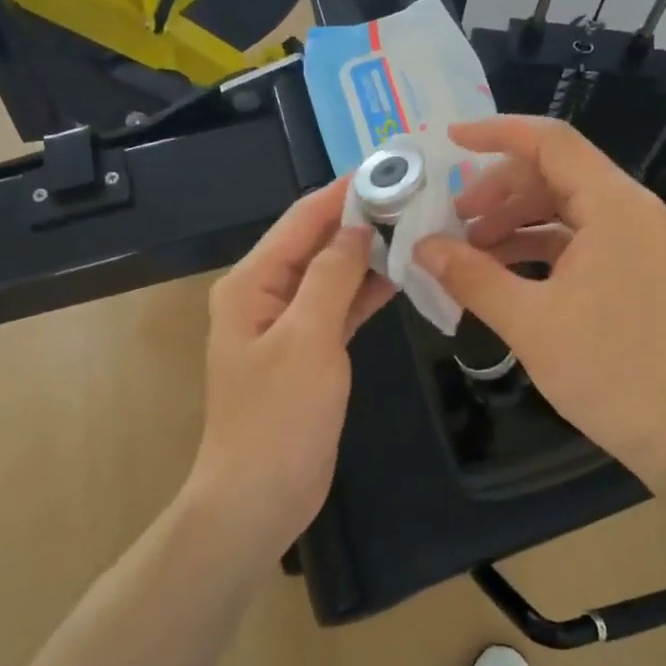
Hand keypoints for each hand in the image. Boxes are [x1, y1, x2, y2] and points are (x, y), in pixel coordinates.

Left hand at [186, 177, 396, 545]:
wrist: (259, 497)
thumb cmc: (279, 417)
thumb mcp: (308, 338)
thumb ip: (331, 276)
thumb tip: (356, 225)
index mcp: (251, 283)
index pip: (300, 221)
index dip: (342, 193)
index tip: (388, 168)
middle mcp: (264, 295)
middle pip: (314, 244)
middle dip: (359, 220)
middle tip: (414, 197)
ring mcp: (285, 326)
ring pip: (329, 276)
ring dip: (365, 255)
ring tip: (415, 228)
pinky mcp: (307, 353)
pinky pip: (337, 309)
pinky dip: (363, 293)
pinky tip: (398, 277)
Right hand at [415, 115, 665, 489]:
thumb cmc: (606, 371)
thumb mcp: (527, 321)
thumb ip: (470, 275)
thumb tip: (420, 246)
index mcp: (616, 207)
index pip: (553, 142)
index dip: (497, 133)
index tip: (448, 141)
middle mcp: (630, 210)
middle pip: (554, 172)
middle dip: (498, 189)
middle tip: (452, 219)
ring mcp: (632, 239)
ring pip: (561, 205)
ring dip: (512, 219)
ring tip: (467, 248)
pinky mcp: (628, 267)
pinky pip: (573, 237)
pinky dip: (532, 244)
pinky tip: (496, 268)